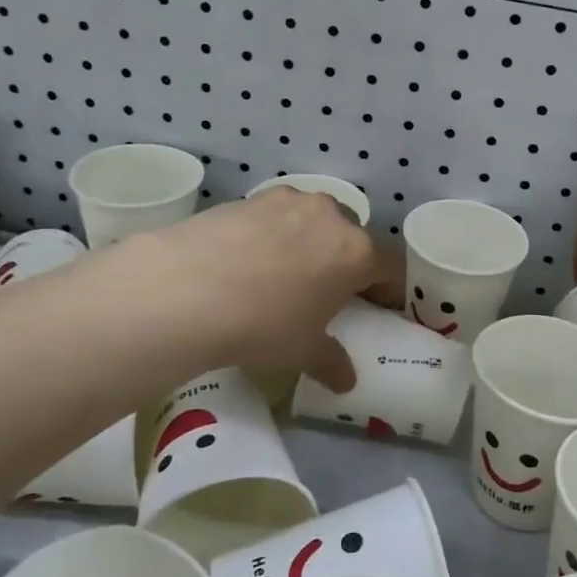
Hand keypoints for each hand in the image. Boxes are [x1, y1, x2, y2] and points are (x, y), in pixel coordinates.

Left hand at [141, 188, 380, 390]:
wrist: (185, 290)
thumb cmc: (264, 324)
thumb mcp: (303, 351)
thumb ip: (331, 361)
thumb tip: (346, 380)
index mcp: (356, 252)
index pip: (390, 266)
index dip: (389, 288)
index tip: (379, 307)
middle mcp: (330, 216)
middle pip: (352, 236)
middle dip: (347, 260)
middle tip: (328, 290)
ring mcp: (288, 201)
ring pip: (313, 219)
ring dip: (309, 241)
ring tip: (284, 272)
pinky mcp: (250, 197)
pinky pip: (276, 215)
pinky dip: (272, 234)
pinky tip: (248, 260)